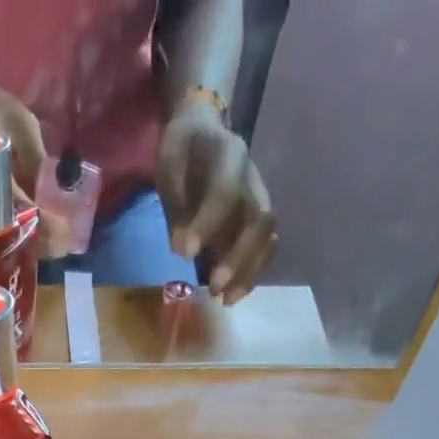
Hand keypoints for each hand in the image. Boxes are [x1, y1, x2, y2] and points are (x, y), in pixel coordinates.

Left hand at [157, 100, 277, 304]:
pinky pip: (264, 250)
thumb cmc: (182, 158)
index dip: (208, 224)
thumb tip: (182, 250)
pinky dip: (250, 275)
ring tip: (226, 299)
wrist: (199, 139)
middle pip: (259, 220)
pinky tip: (232, 295)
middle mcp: (251, 180)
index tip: (185, 253)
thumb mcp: (171, 173)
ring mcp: (258, 201)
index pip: (227, 191)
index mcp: (229, 156)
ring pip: (267, 239)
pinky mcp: (257, 224)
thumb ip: (178, 210)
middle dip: (238, 258)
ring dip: (248, 272)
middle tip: (214, 287)